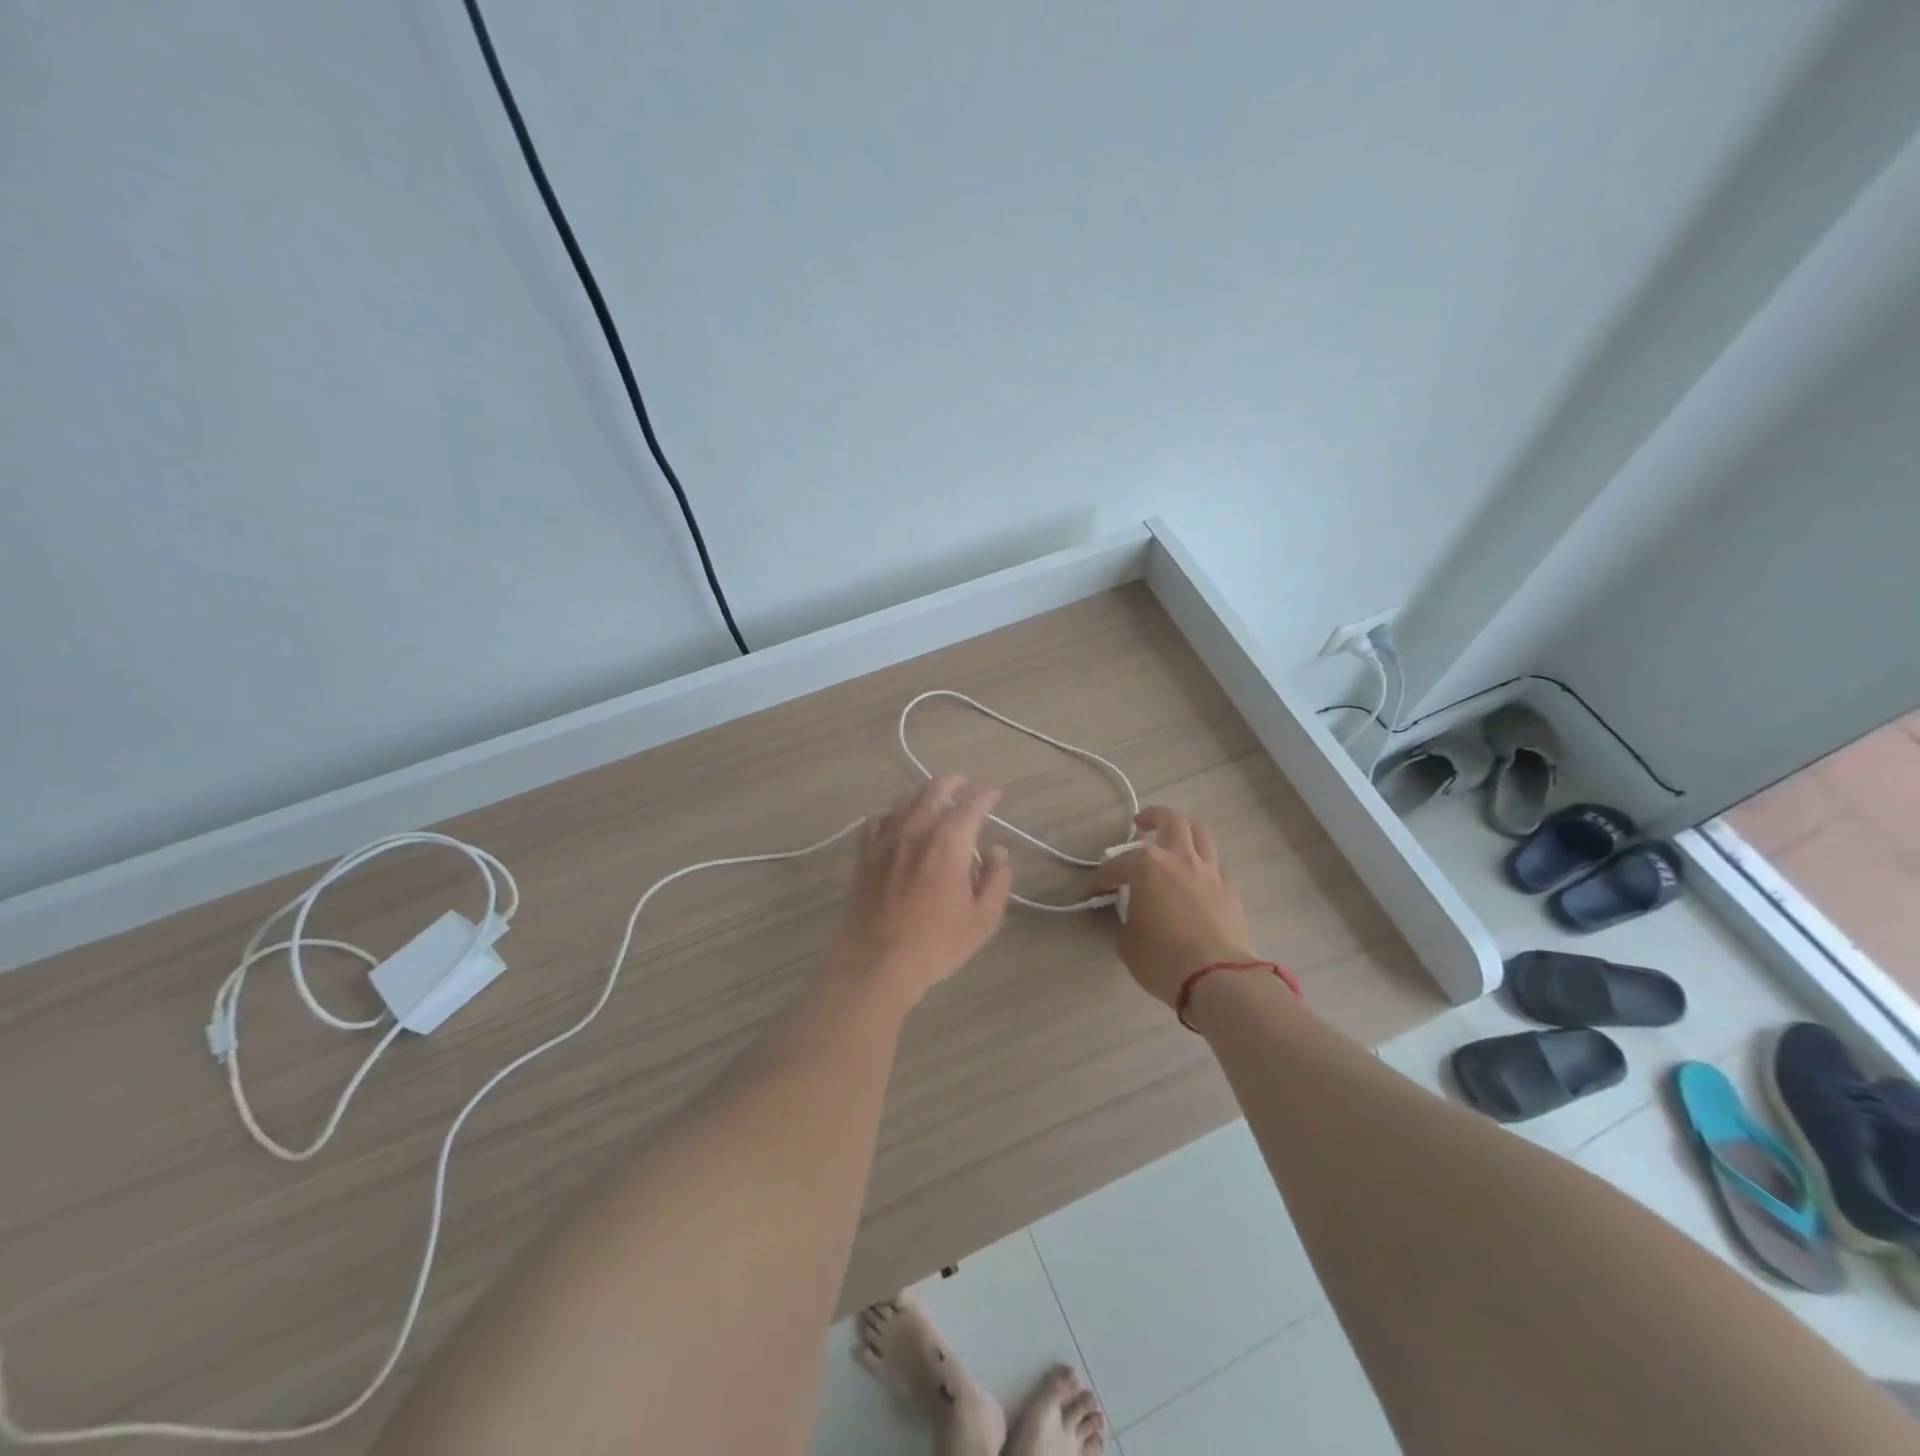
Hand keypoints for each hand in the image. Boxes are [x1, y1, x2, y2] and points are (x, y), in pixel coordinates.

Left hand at [829, 774, 1013, 1007]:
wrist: (876, 962)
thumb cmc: (936, 943)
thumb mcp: (983, 919)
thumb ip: (997, 879)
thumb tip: (997, 852)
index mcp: (949, 842)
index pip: (972, 805)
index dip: (986, 796)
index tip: (995, 794)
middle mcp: (916, 830)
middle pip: (934, 791)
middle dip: (952, 783)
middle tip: (963, 783)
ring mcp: (886, 840)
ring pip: (903, 801)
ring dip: (922, 795)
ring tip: (932, 799)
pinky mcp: (864, 855)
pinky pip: (875, 821)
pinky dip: (889, 814)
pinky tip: (894, 822)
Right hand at [1089, 806, 1255, 1006]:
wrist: (1218, 978)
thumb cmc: (1163, 959)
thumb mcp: (1128, 944)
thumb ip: (1127, 921)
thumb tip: (1133, 918)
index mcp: (1147, 867)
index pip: (1116, 865)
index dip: (1102, 878)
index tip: (1094, 891)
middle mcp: (1179, 859)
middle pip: (1171, 820)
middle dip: (1153, 817)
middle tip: (1141, 825)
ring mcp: (1209, 872)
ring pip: (1200, 834)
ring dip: (1184, 831)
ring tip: (1173, 840)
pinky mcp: (1230, 890)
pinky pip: (1214, 866)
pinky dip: (1201, 866)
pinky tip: (1194, 881)